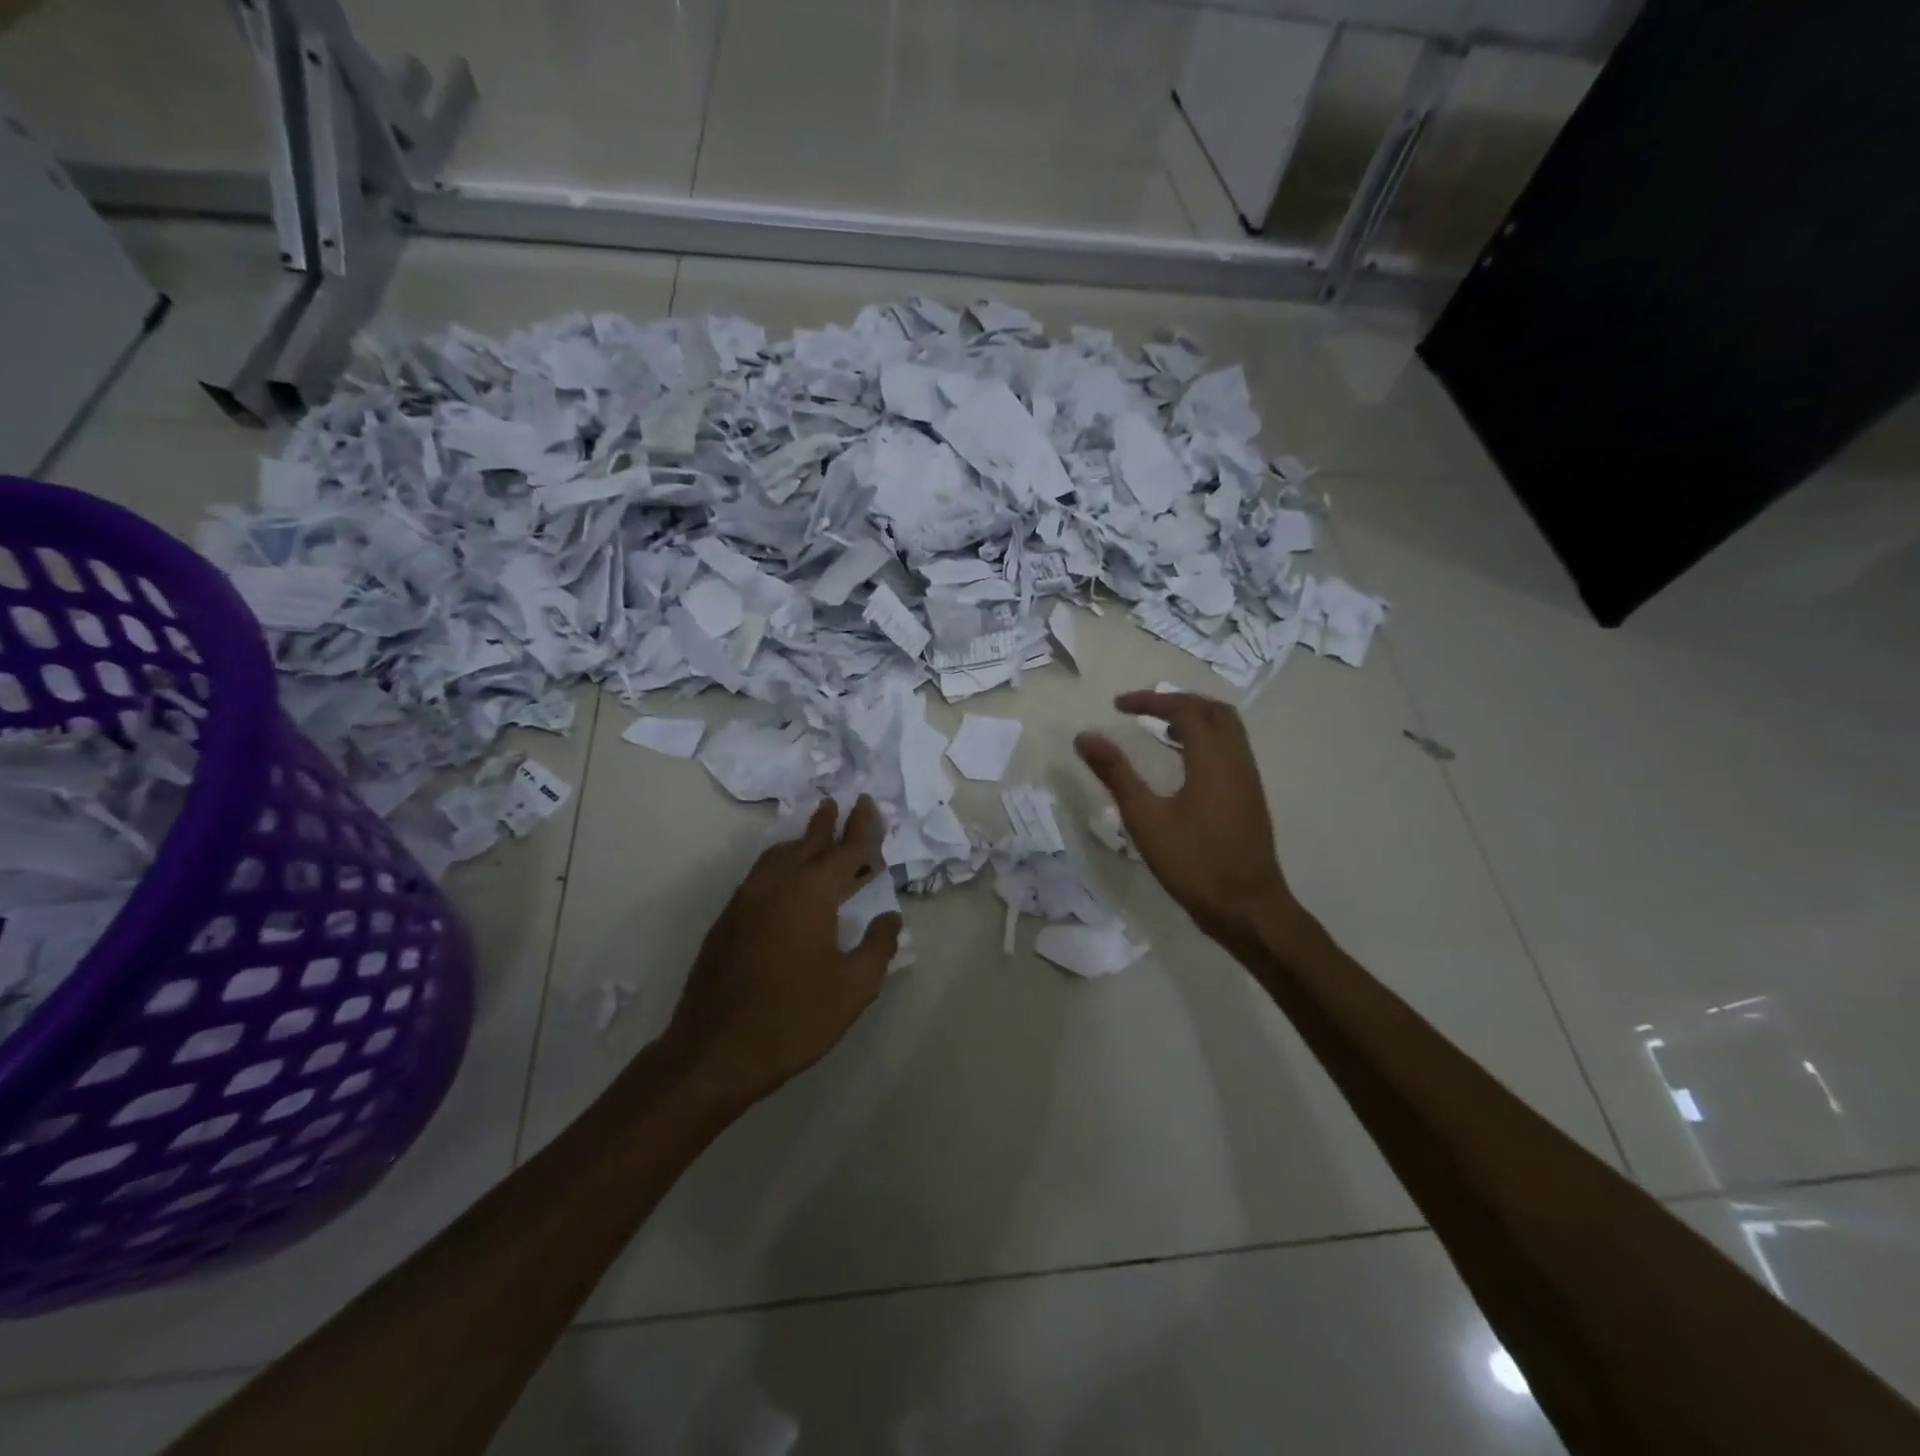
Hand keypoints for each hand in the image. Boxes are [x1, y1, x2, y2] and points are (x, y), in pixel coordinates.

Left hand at [664, 796, 901, 1103]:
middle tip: (843, 803)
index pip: (846, 849)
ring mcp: (746, 900)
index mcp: (812, 894)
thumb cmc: (794, 1018)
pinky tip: (788, 880)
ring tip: (816, 835)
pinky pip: (761, 875)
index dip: (863, 827)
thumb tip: (888, 918)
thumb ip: (878, 947)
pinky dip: (782, 863)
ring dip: (802, 841)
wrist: (715, 1051)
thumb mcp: (853, 988)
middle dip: (828, 822)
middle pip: (808, 842)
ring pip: (779, 855)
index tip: (870, 804)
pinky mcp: (728, 919)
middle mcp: (777, 884)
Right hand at [1075, 690, 1295, 949]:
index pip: (1185, 710)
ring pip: (1227, 731)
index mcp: (1213, 759)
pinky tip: (1183, 765)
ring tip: (1160, 730)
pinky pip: (1231, 751)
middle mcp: (1237, 760)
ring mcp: (1248, 780)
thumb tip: (1085, 737)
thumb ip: (1115, 774)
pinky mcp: (1250, 799)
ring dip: (1194, 721)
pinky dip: (1205, 741)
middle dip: (1178, 702)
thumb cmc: (1194, 862)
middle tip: (1144, 709)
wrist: (1247, 908)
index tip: (1118, 705)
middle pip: (1214, 711)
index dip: (1151, 700)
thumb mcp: (1145, 818)